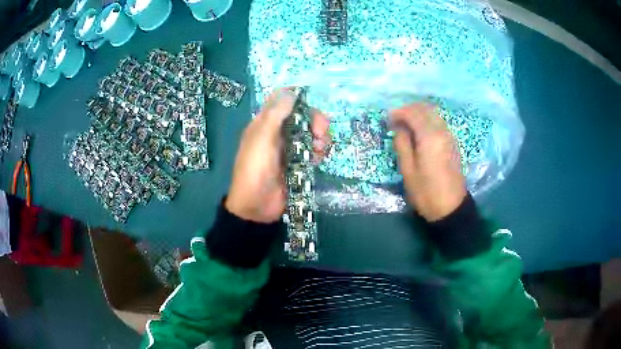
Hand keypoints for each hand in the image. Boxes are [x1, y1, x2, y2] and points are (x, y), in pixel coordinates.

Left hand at [226, 89, 330, 222]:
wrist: (257, 206)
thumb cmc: (255, 169)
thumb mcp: (262, 139)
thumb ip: (275, 115)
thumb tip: (290, 91)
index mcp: (265, 124)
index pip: (282, 102)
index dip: (296, 97)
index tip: (310, 100)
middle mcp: (279, 133)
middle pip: (303, 117)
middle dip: (315, 121)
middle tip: (320, 131)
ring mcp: (291, 148)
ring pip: (312, 133)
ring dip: (320, 137)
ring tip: (319, 148)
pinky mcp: (300, 163)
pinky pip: (314, 151)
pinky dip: (319, 152)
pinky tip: (317, 159)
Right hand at [390, 104, 466, 221]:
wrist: (450, 208)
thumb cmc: (426, 192)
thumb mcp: (408, 170)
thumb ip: (402, 144)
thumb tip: (399, 128)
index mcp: (430, 137)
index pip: (413, 113)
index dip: (399, 112)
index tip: (388, 118)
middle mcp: (442, 131)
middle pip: (425, 109)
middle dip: (409, 109)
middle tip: (396, 119)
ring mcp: (449, 136)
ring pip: (434, 114)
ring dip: (419, 114)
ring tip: (406, 124)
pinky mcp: (452, 143)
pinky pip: (439, 122)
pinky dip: (427, 120)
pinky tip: (419, 131)